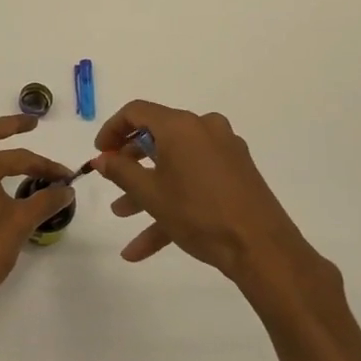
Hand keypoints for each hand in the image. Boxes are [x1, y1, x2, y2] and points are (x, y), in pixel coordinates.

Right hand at [93, 100, 335, 293]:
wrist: (262, 248)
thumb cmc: (198, 213)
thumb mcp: (150, 194)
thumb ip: (120, 170)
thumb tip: (101, 158)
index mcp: (181, 125)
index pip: (136, 112)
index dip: (112, 130)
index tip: (99, 153)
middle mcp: (204, 129)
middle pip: (157, 137)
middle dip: (130, 163)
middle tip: (111, 180)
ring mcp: (224, 151)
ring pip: (175, 164)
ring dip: (147, 189)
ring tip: (122, 215)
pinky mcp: (237, 174)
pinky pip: (195, 181)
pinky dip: (172, 203)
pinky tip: (144, 246)